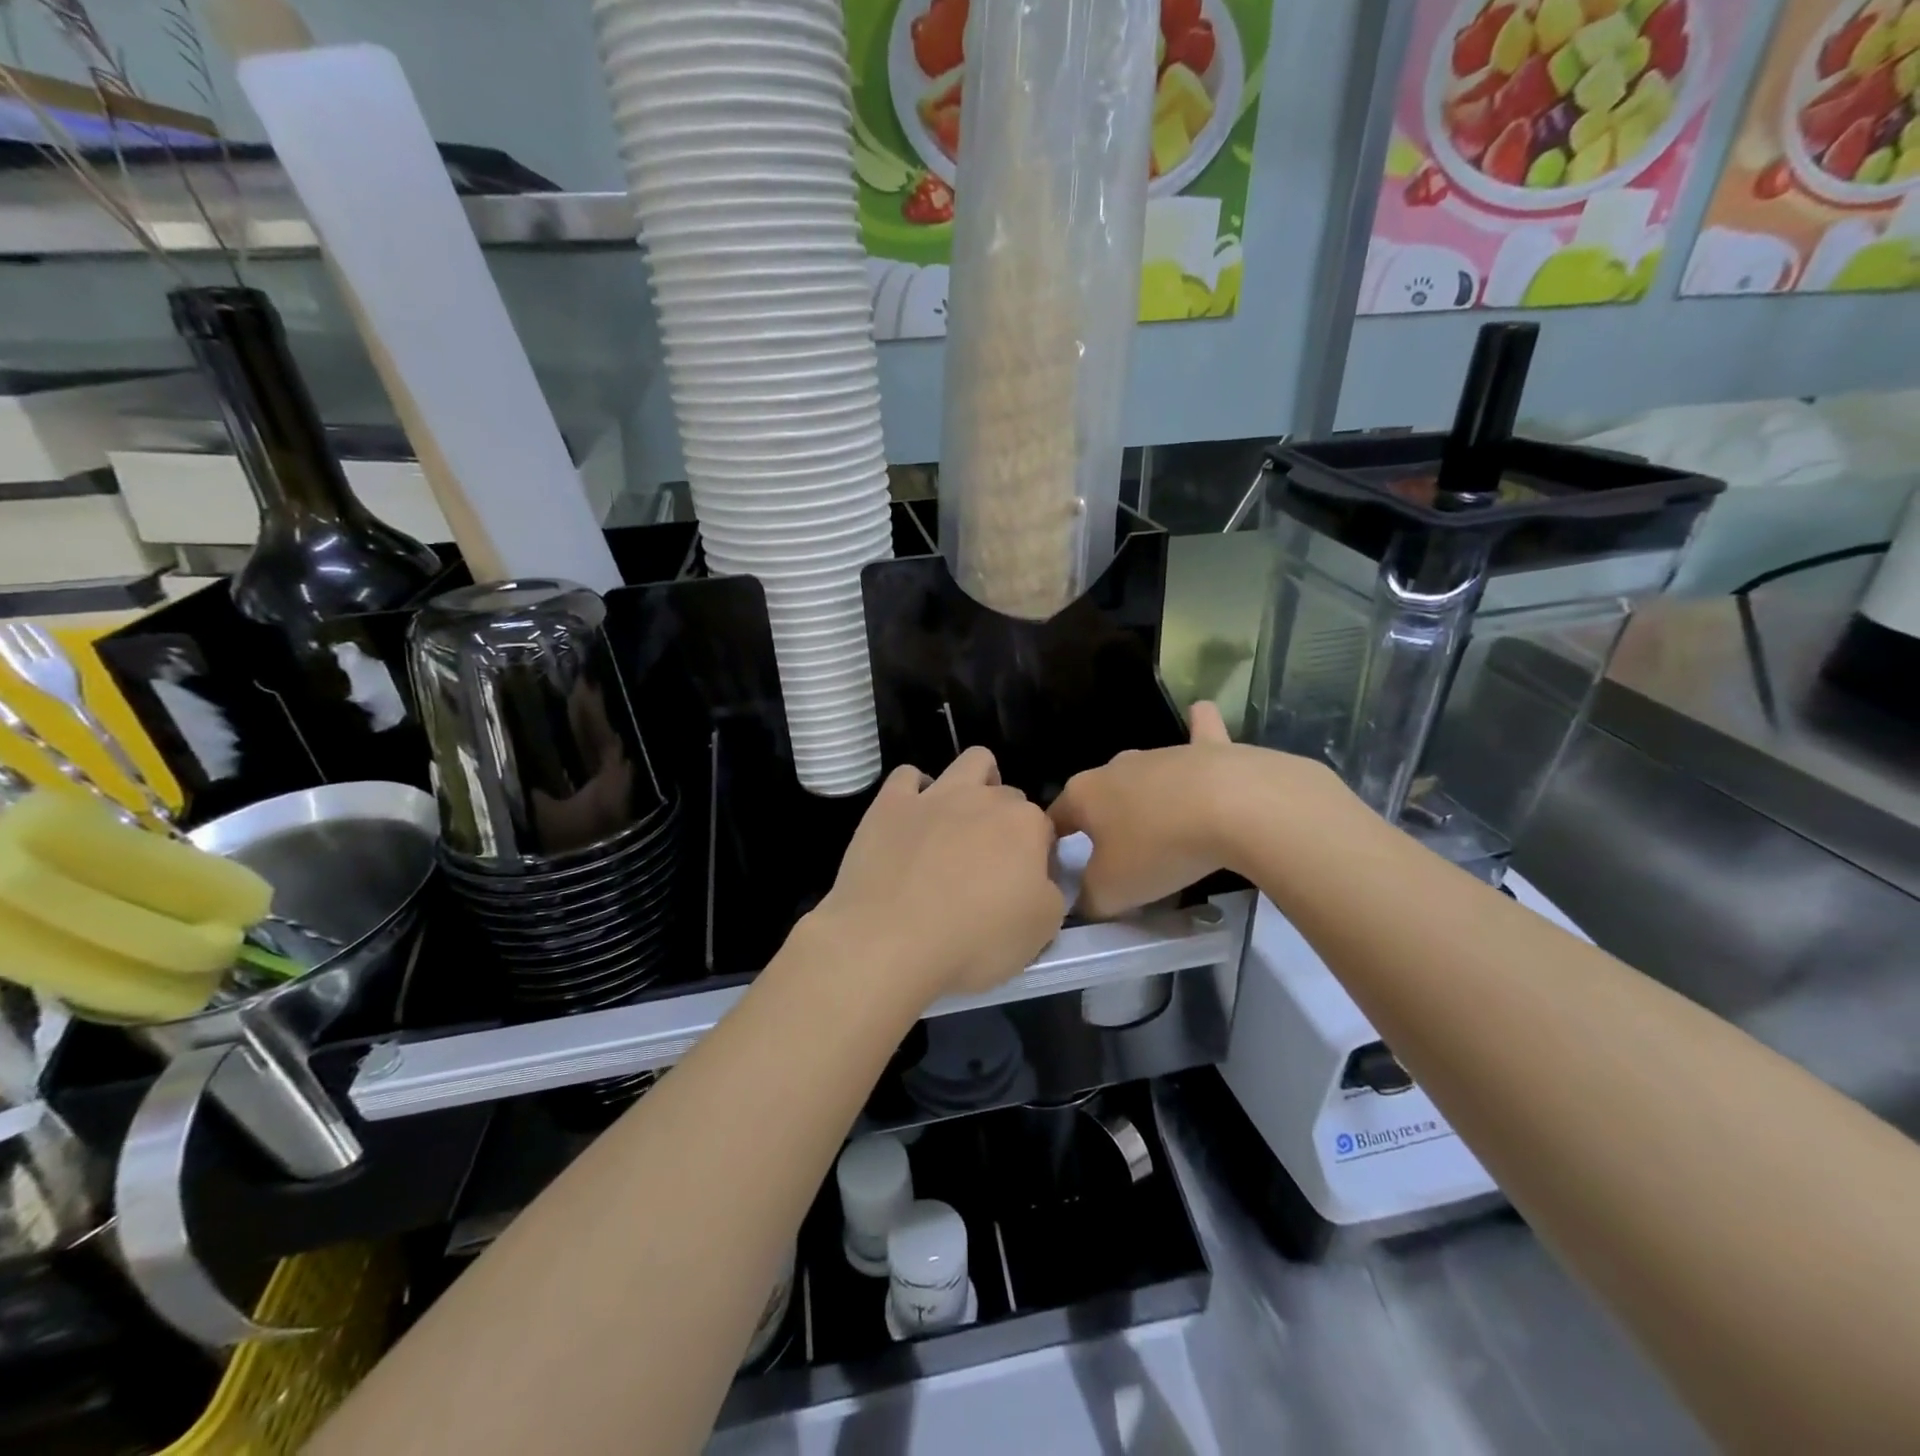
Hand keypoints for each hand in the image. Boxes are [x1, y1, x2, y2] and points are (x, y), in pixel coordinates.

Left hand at [819, 747, 1064, 1004]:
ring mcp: (935, 795)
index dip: (1039, 857)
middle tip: (990, 866)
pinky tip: (914, 819)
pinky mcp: (891, 804)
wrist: (889, 942)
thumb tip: (1042, 879)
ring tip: (962, 822)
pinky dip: (915, 791)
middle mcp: (984, 798)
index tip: (1025, 887)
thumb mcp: (1042, 931)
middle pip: (1008, 797)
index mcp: (1026, 825)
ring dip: (975, 783)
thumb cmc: (975, 941)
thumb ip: (1053, 893)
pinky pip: (908, 776)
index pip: (1045, 830)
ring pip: (970, 762)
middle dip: (1006, 822)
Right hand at [1049, 703, 1259, 919]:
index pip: (1054, 819)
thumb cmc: (1159, 848)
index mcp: (1083, 794)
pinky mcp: (1209, 748)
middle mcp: (1115, 766)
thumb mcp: (1111, 891)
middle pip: (1099, 797)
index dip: (1054, 847)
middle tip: (1118, 860)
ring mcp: (1162, 752)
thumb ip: (1088, 898)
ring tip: (1162, 832)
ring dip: (1145, 798)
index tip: (1066, 873)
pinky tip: (1199, 716)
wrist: (1234, 808)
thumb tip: (1084, 900)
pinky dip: (1198, 729)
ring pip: (1143, 774)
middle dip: (1101, 823)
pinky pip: (1199, 733)